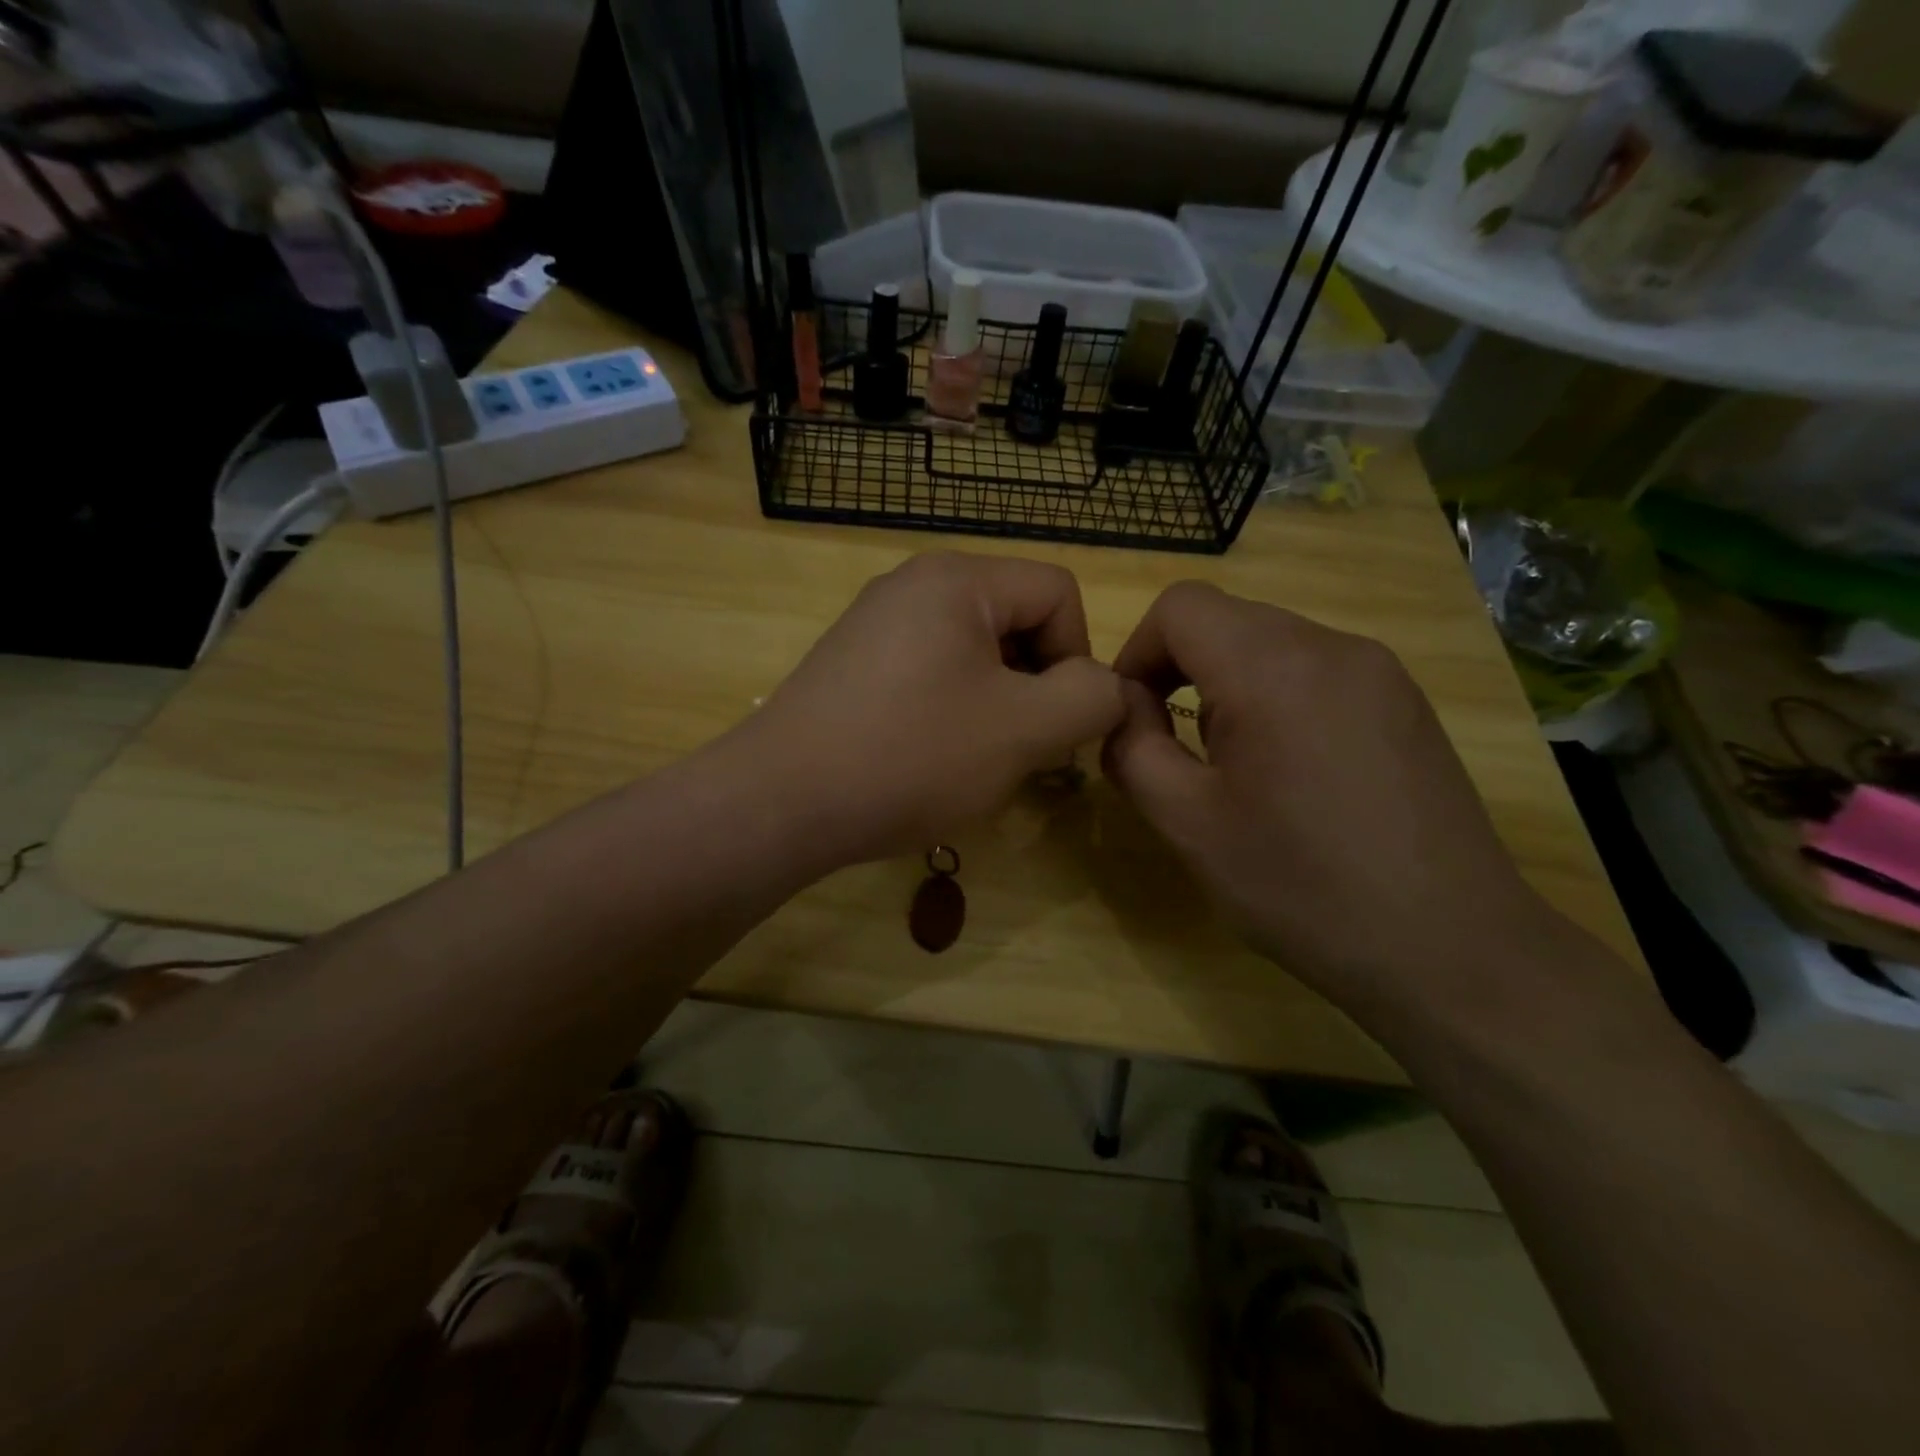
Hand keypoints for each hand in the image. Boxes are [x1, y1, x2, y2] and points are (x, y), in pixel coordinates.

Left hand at [736, 552, 1124, 866]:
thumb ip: (1089, 699)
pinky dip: (952, 710)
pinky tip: (932, 757)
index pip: (1058, 592)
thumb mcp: (1023, 731)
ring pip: (974, 652)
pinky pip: (930, 672)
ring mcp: (875, 623)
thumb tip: (1106, 688)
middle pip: (1015, 619)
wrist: (781, 801)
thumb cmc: (910, 756)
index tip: (1054, 723)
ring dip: (996, 704)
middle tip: (1020, 748)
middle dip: (1035, 684)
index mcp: (957, 578)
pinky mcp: (853, 664)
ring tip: (977, 759)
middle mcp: (913, 584)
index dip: (1077, 657)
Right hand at [1102, 582, 1560, 1010]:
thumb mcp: (1188, 825)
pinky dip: (1276, 695)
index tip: (1133, 716)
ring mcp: (1380, 670)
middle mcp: (1333, 647)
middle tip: (1174, 747)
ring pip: (1270, 641)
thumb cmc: (1303, 888)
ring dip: (1226, 684)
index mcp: (1274, 670)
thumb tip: (1124, 708)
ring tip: (1233, 764)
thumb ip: (1132, 750)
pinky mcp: (1404, 701)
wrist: (1451, 949)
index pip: (1181, 606)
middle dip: (1178, 669)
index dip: (1137, 652)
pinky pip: (1315, 668)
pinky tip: (1290, 769)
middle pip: (1225, 618)